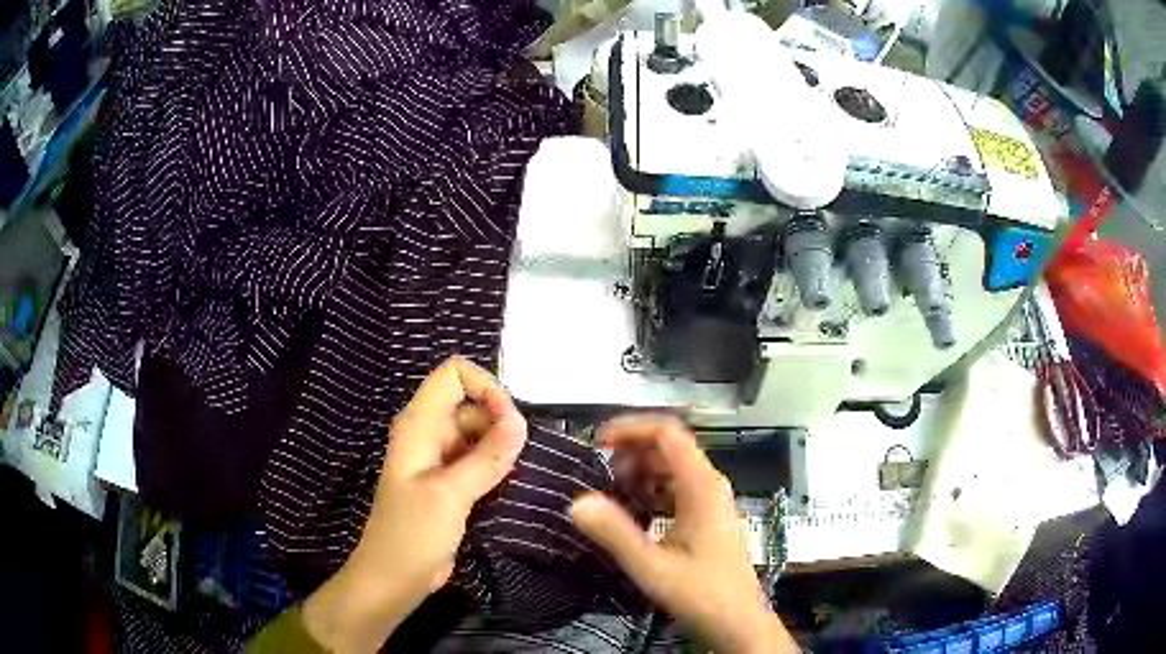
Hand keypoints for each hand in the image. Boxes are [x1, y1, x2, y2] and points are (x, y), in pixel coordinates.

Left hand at [303, 357, 526, 652]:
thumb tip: (522, 422)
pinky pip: (480, 461)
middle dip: (500, 422)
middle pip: (472, 404)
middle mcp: (430, 434)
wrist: (394, 578)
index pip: (453, 375)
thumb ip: (487, 457)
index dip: (484, 387)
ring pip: (480, 434)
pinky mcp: (451, 484)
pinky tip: (512, 485)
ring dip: (502, 448)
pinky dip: (498, 467)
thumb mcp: (450, 494)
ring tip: (519, 473)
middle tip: (520, 457)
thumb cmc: (412, 533)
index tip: (509, 421)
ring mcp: (441, 460)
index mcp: (418, 425)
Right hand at [570, 417, 795, 653]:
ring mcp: (710, 503)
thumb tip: (577, 502)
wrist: (738, 623)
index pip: (669, 434)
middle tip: (600, 473)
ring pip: (672, 471)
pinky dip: (651, 493)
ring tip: (612, 492)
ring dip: (641, 474)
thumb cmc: (701, 594)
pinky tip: (634, 513)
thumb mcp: (652, 567)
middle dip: (632, 453)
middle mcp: (710, 487)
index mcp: (702, 487)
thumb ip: (615, 534)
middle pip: (670, 449)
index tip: (599, 441)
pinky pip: (676, 492)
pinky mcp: (707, 520)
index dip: (633, 429)